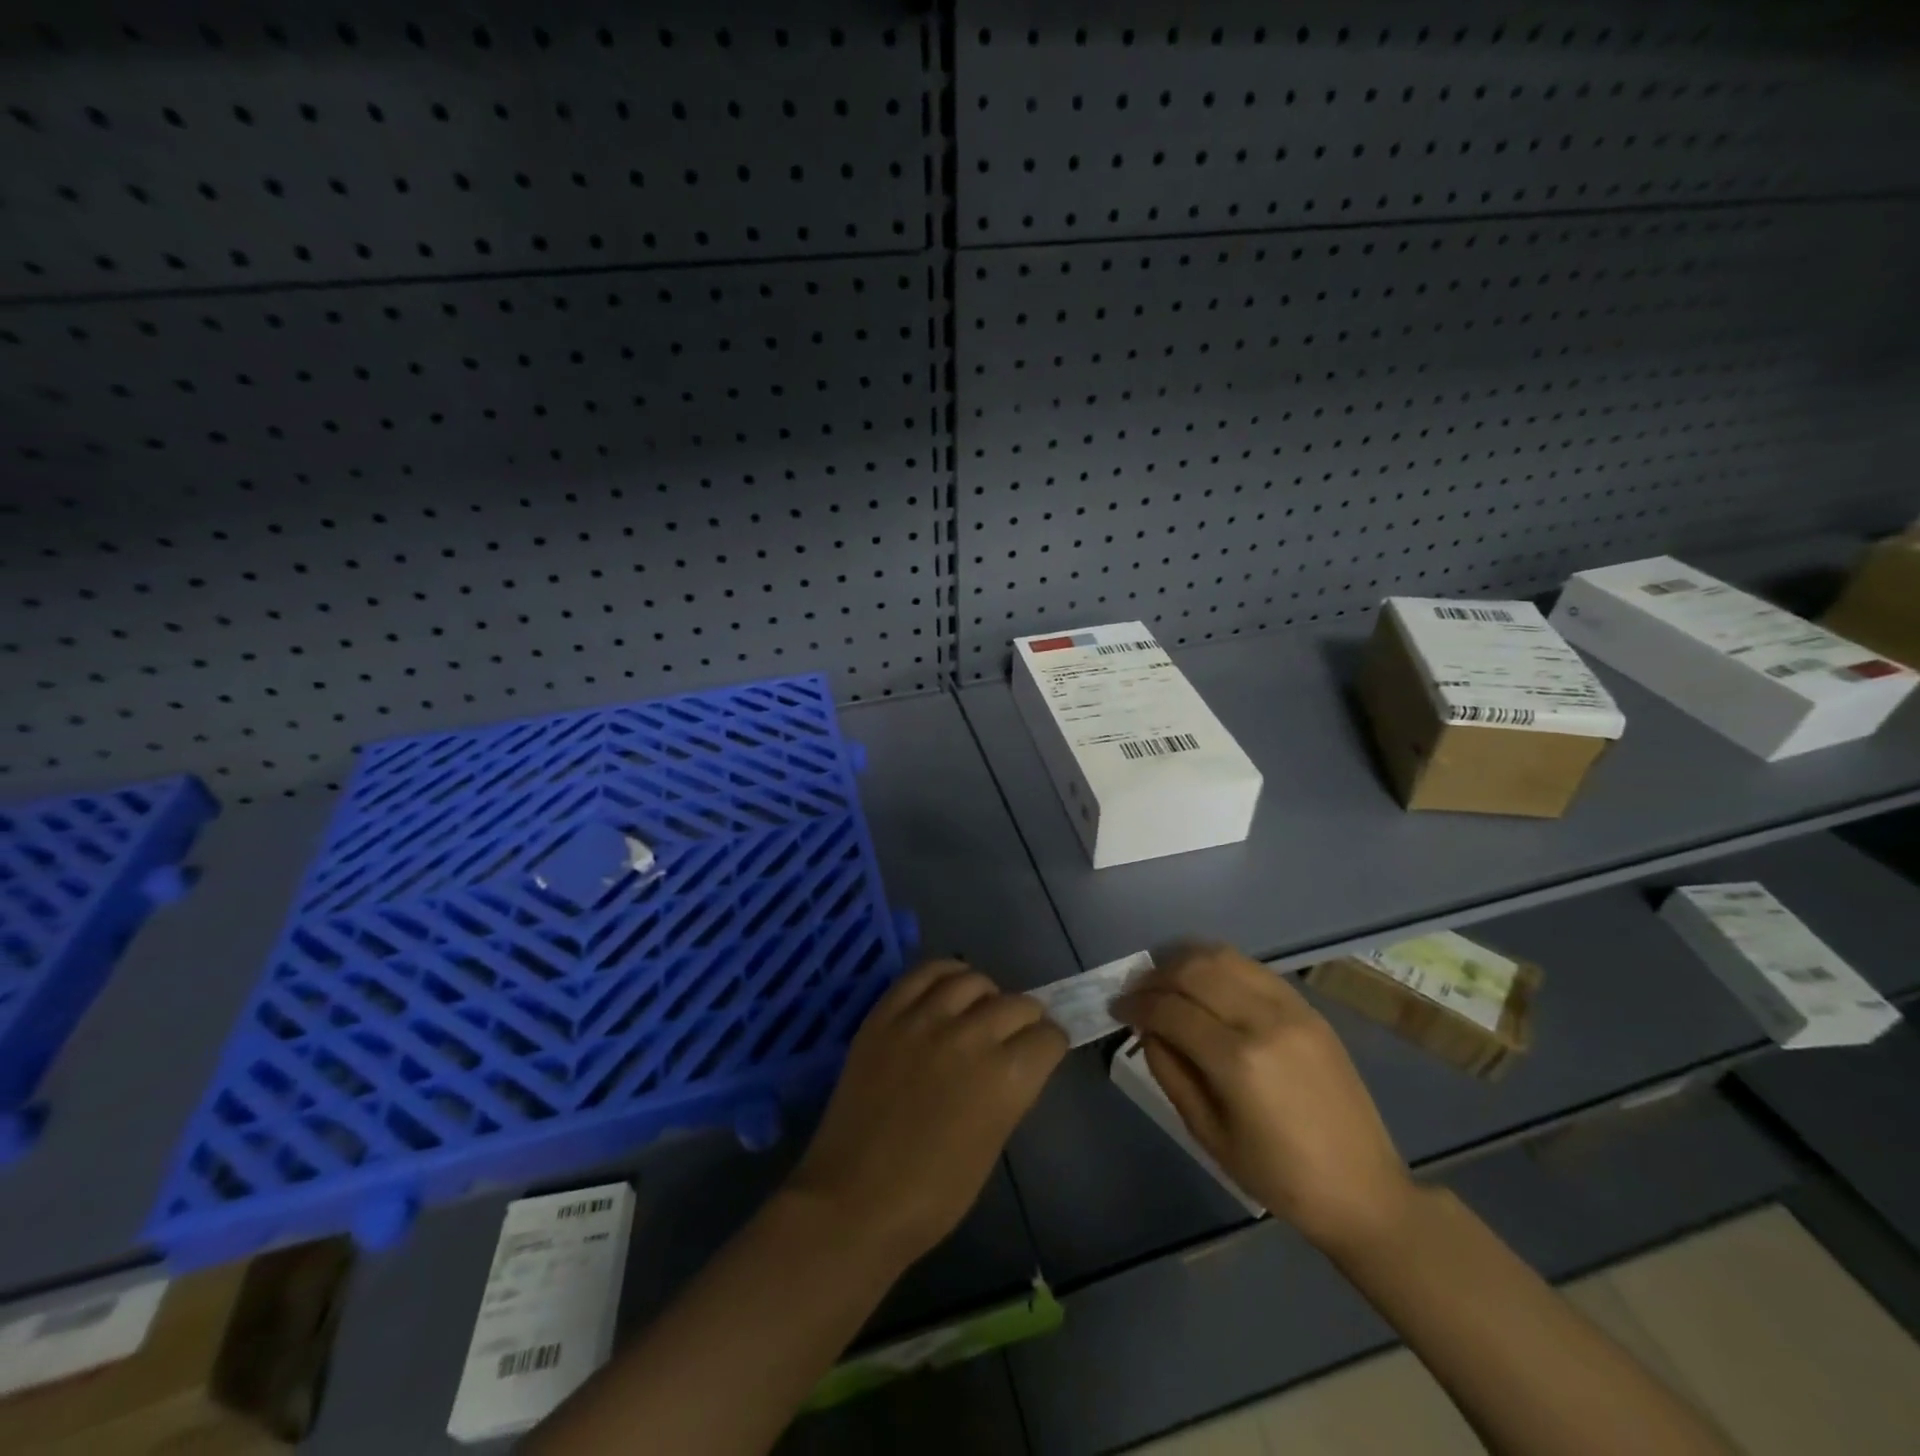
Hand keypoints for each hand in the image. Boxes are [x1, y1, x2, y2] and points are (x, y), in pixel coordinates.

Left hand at [788, 960, 1067, 1262]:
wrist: (854, 1200)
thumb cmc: (933, 1195)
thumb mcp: (992, 1144)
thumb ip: (1009, 1092)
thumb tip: (1014, 1062)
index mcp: (1006, 1078)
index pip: (1048, 1037)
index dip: (1050, 1045)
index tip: (1043, 1052)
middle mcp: (971, 1036)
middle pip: (1017, 1003)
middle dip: (1026, 1018)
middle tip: (1016, 1033)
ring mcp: (924, 1020)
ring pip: (972, 980)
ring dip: (986, 994)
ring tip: (979, 1008)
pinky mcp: (886, 1015)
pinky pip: (923, 974)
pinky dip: (944, 974)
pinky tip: (948, 987)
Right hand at [1115, 943, 1414, 1257]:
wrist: (1364, 1191)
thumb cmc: (1279, 1177)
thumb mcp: (1208, 1134)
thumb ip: (1170, 1072)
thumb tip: (1147, 1028)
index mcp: (1238, 1061)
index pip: (1170, 1009)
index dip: (1135, 1004)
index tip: (1116, 1008)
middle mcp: (1264, 1020)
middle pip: (1193, 969)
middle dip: (1154, 974)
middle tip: (1136, 992)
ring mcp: (1291, 1008)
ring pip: (1223, 956)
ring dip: (1184, 960)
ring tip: (1165, 979)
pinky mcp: (1308, 1007)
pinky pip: (1252, 967)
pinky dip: (1218, 965)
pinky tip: (1204, 982)